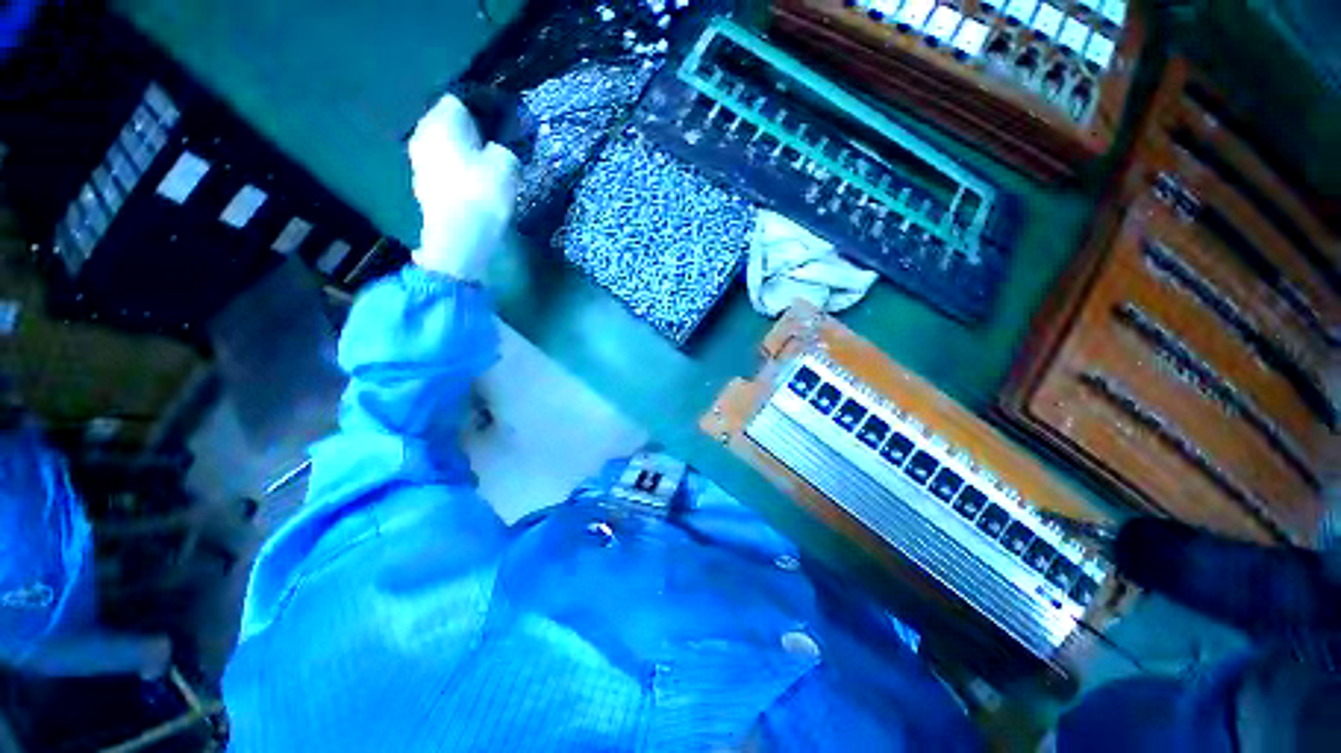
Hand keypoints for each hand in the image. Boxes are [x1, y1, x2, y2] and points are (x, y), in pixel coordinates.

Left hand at [408, 95, 520, 280]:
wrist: (459, 237)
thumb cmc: (482, 193)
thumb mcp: (507, 165)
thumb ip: (504, 149)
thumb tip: (497, 150)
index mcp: (441, 120)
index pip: (459, 101)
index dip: (481, 111)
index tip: (500, 127)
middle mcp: (422, 134)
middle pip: (447, 125)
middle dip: (469, 133)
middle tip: (493, 148)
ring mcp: (418, 162)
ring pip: (443, 148)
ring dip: (461, 155)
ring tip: (485, 170)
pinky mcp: (422, 187)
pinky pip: (441, 170)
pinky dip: (455, 173)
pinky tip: (472, 188)